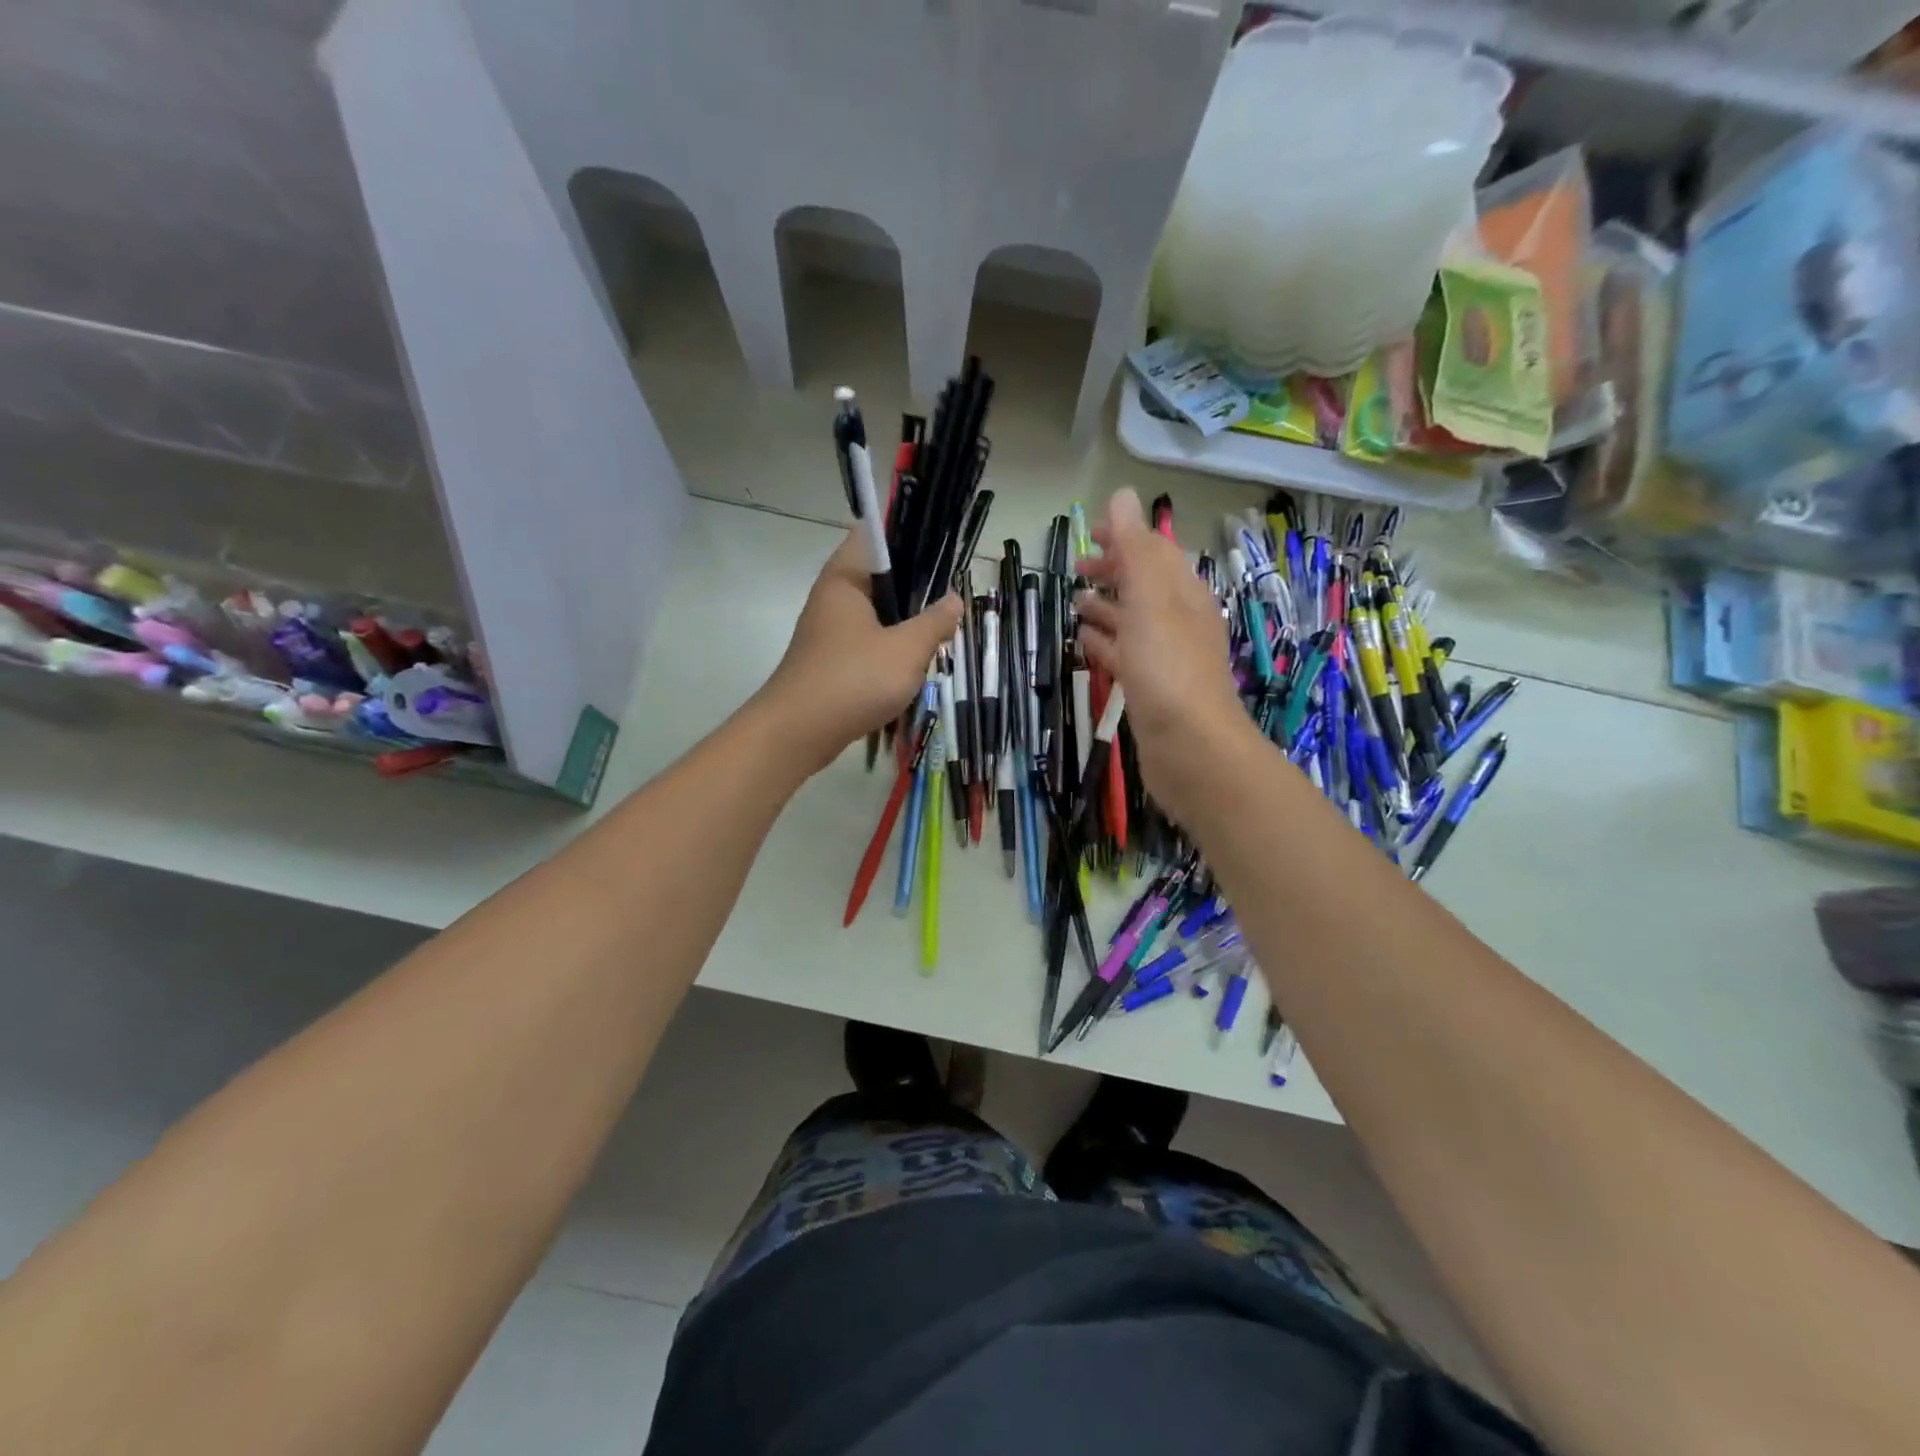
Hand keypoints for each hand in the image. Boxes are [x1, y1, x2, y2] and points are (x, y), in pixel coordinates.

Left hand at [760, 532, 961, 774]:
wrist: (798, 733)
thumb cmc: (854, 679)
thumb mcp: (907, 650)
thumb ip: (934, 622)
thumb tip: (954, 599)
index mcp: (845, 578)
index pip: (873, 536)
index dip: (907, 536)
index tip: (940, 551)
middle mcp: (832, 597)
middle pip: (878, 577)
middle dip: (914, 587)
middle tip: (948, 599)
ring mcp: (827, 631)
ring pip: (874, 614)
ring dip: (903, 623)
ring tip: (936, 633)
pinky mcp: (829, 660)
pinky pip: (865, 643)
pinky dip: (888, 649)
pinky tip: (910, 666)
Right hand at [1075, 489, 1251, 825]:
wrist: (1191, 749)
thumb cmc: (1168, 668)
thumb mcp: (1149, 599)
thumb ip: (1134, 548)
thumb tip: (1123, 495)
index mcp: (1183, 594)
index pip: (1155, 552)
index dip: (1125, 539)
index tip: (1091, 535)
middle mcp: (1178, 621)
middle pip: (1144, 586)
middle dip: (1113, 573)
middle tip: (1076, 570)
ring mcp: (1165, 658)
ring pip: (1132, 622)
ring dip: (1106, 608)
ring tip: (1074, 603)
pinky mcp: (1150, 690)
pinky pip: (1124, 655)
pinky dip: (1105, 642)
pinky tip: (1084, 642)